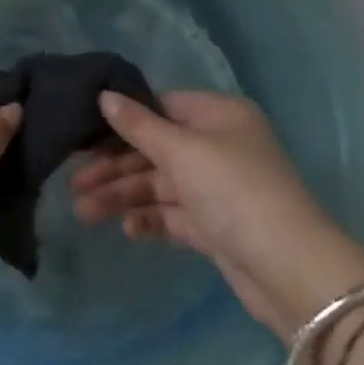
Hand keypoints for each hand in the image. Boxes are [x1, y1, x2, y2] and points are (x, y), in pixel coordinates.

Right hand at [73, 90, 363, 336]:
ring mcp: (218, 188)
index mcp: (219, 115)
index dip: (123, 119)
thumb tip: (103, 95)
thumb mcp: (182, 151)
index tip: (83, 132)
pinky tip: (127, 229)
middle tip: (74, 183)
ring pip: (160, 185)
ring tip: (84, 213)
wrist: (289, 269)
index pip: (162, 107)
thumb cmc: (233, 191)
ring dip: (123, 197)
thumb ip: (139, 126)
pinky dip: (150, 219)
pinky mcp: (216, 227)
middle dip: (115, 167)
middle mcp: (219, 146)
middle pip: (156, 149)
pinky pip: (174, 215)